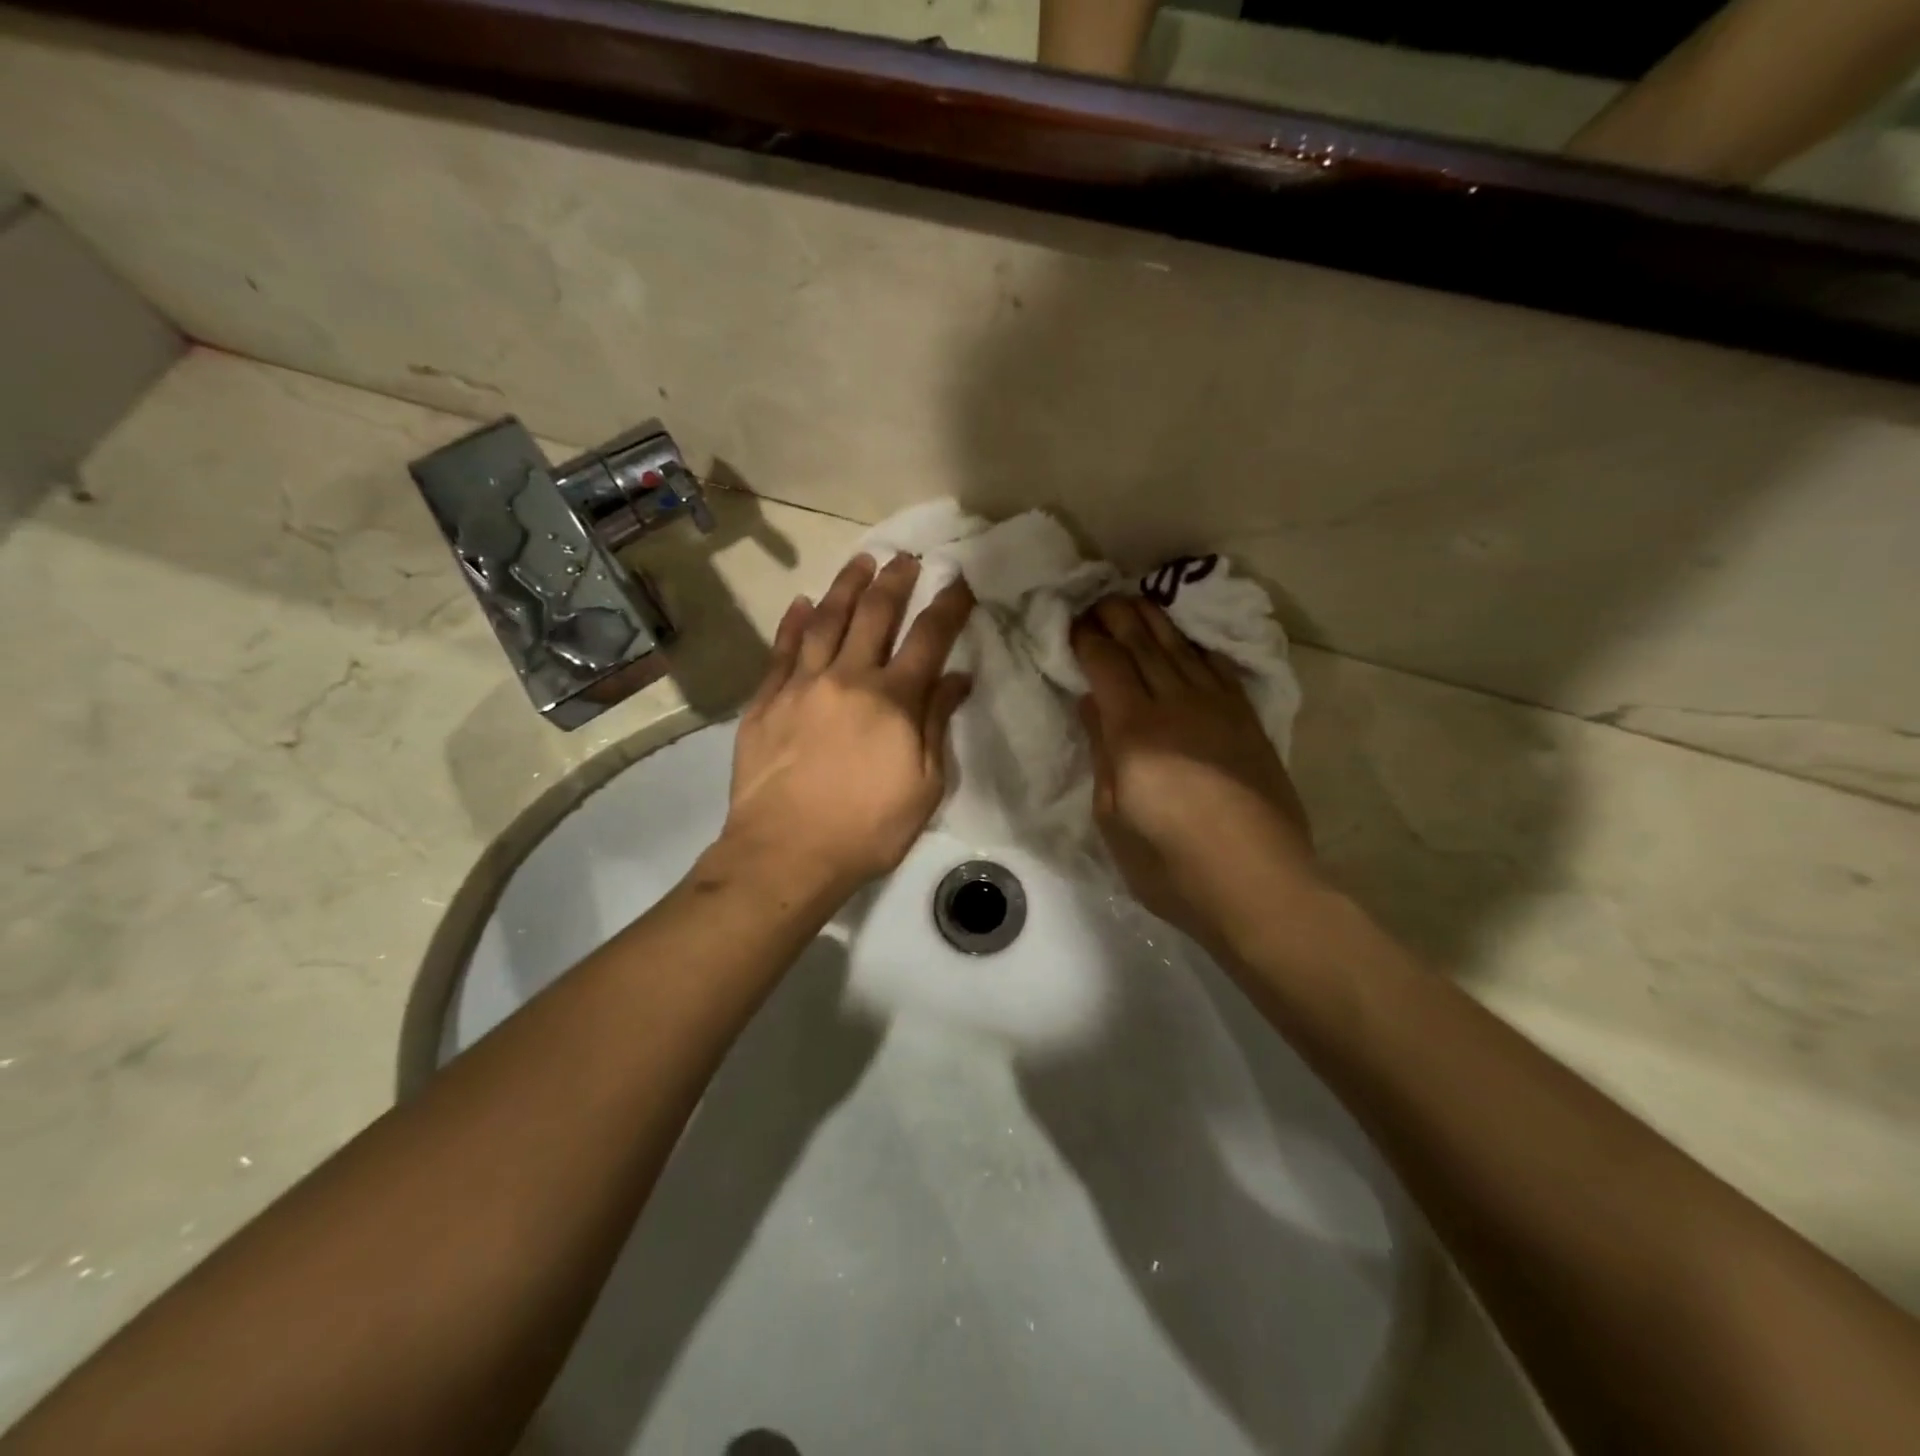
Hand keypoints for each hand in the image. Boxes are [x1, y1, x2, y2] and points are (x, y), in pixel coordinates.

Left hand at [717, 553, 973, 903]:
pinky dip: (793, 623)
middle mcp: (849, 678)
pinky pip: (782, 650)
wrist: (786, 852)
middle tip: (905, 558)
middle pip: (875, 615)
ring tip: (860, 561)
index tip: (958, 580)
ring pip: (825, 620)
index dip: (948, 605)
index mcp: (894, 700)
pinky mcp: (766, 701)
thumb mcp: (925, 786)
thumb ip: (937, 724)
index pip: (929, 638)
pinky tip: (801, 603)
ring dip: (845, 587)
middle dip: (895, 581)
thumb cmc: (867, 829)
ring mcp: (802, 685)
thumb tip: (956, 677)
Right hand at [1072, 596, 1322, 952]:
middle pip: (1144, 646)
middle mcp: (1176, 706)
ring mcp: (1218, 710)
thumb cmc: (1171, 866)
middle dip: (1118, 617)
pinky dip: (1198, 648)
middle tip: (1099, 601)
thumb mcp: (1114, 818)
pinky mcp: (1248, 722)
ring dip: (1155, 622)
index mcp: (1135, 732)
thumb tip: (1094, 704)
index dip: (1088, 639)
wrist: (1258, 884)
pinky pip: (1219, 669)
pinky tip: (1188, 641)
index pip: (1107, 665)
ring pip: (1181, 650)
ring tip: (1136, 604)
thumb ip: (1103, 753)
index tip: (1073, 624)